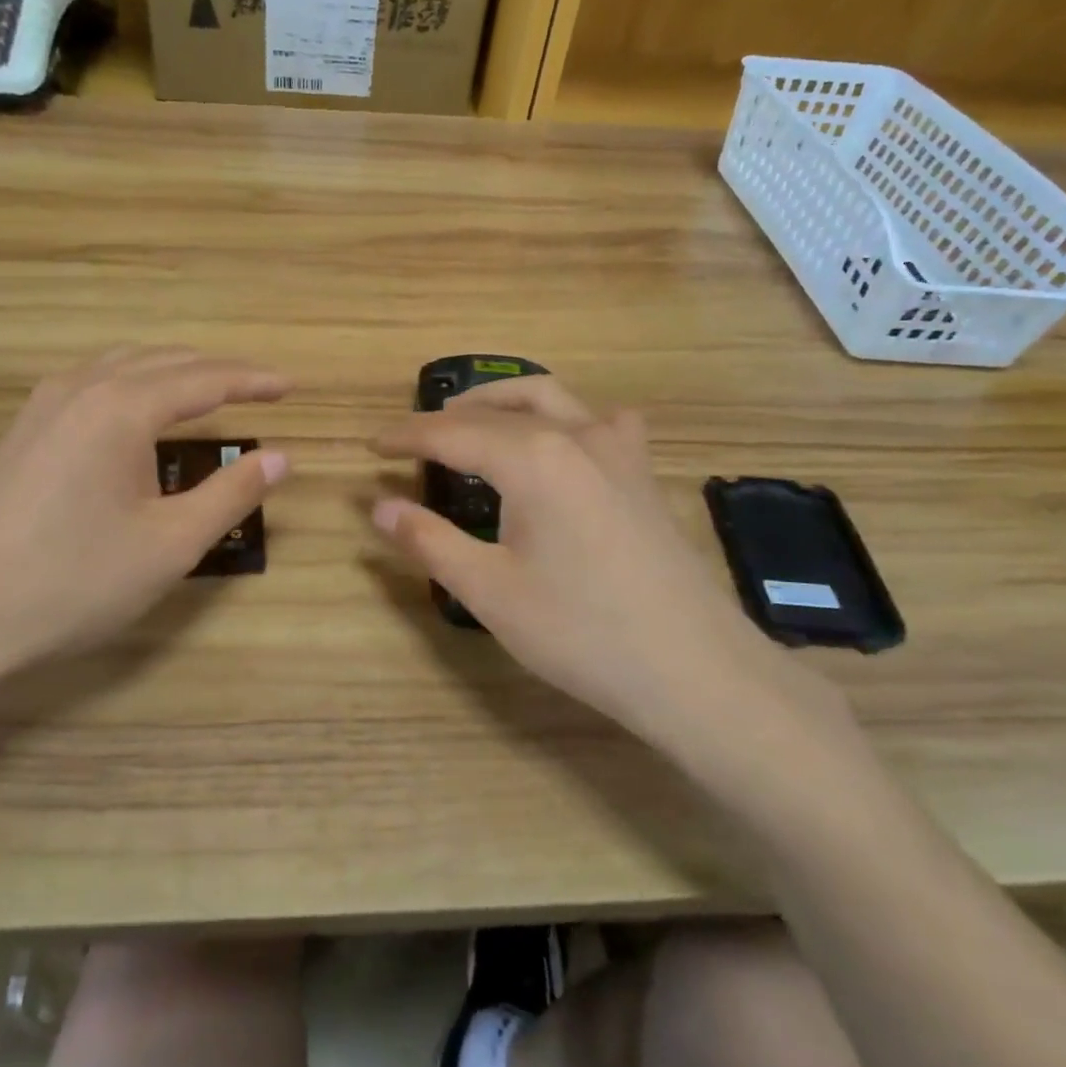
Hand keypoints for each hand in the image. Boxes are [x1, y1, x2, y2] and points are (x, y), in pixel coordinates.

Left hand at [0, 347, 290, 681]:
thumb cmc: (75, 582)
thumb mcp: (170, 544)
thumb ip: (231, 494)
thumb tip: (281, 458)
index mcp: (122, 407)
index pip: (205, 379)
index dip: (253, 381)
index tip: (291, 387)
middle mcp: (82, 388)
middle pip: (165, 361)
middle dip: (218, 372)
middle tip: (261, 390)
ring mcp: (45, 405)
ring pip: (124, 365)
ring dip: (174, 372)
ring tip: (210, 393)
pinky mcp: (24, 429)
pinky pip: (94, 382)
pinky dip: (135, 383)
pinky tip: (141, 413)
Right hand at [369, 376, 786, 741]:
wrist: (693, 668)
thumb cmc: (581, 632)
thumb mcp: (489, 591)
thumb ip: (429, 541)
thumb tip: (379, 507)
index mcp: (532, 458)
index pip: (452, 433)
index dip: (406, 437)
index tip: (372, 446)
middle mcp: (575, 435)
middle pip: (497, 410)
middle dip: (447, 420)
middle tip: (411, 441)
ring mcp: (618, 449)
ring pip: (550, 398)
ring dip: (502, 403)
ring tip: (471, 425)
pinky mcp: (642, 472)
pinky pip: (599, 421)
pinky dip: (564, 418)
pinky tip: (561, 444)